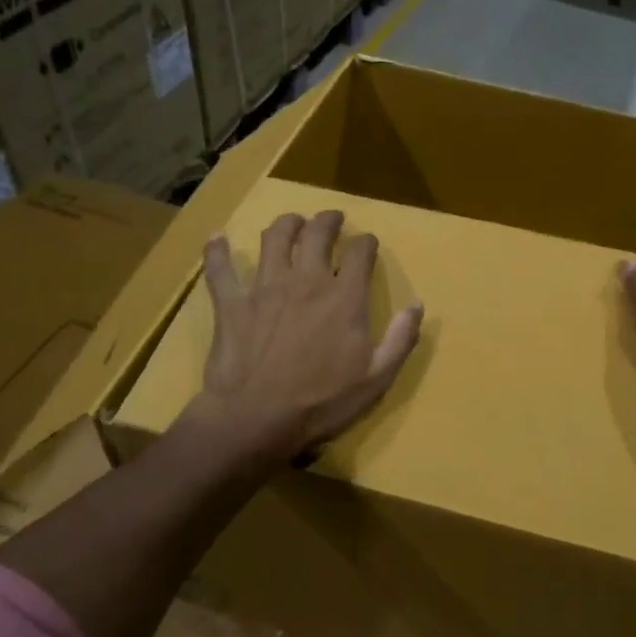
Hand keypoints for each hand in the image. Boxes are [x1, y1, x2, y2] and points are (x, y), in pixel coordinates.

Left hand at [188, 210, 422, 461]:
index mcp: (344, 297)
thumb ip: (400, 339)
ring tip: (292, 221)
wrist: (258, 418)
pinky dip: (217, 250)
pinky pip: (221, 268)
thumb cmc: (322, 402)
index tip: (368, 243)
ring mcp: (265, 287)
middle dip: (328, 220)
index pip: (360, 252)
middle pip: (317, 234)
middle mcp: (306, 280)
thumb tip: (417, 305)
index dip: (366, 242)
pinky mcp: (231, 302)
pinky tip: (217, 238)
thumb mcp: (376, 378)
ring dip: (286, 224)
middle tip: (332, 218)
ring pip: (275, 238)